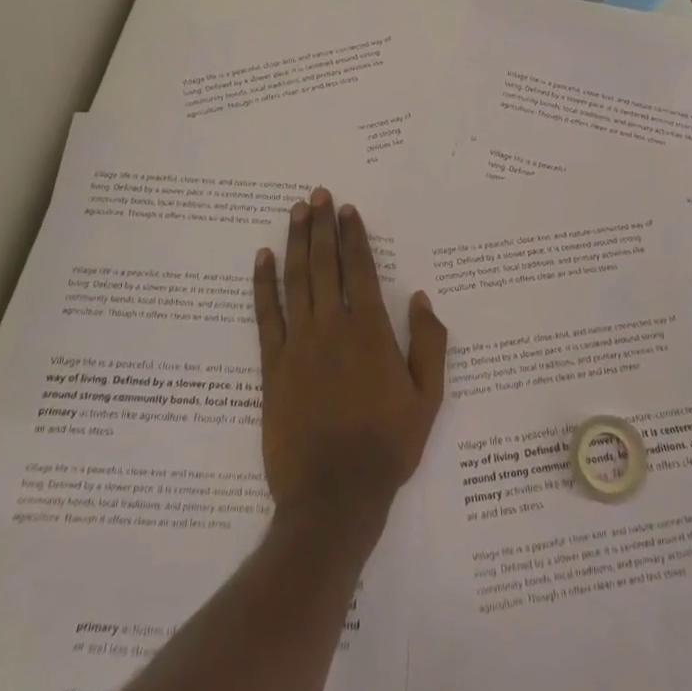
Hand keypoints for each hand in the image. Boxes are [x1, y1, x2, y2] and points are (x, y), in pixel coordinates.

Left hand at [252, 189, 447, 531]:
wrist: (334, 496)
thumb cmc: (387, 446)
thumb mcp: (428, 398)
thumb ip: (429, 343)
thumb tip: (419, 297)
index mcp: (370, 332)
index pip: (359, 269)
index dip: (353, 236)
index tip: (346, 209)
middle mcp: (331, 327)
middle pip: (325, 264)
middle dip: (322, 226)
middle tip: (317, 194)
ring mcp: (298, 344)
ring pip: (296, 280)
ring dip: (296, 242)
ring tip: (296, 212)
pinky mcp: (272, 365)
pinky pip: (266, 315)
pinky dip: (263, 284)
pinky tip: (262, 258)